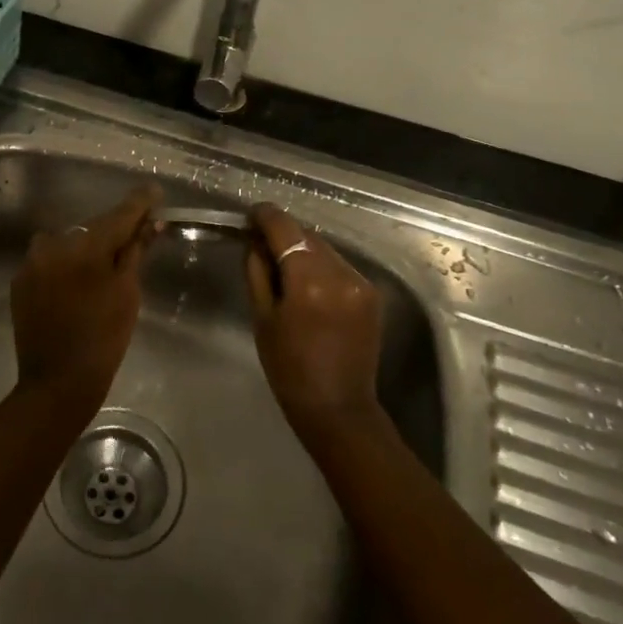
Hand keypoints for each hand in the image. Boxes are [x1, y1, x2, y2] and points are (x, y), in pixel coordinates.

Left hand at [11, 185, 162, 410]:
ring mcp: (32, 262)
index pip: (118, 215)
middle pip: (91, 228)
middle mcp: (54, 244)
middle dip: (112, 231)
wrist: (57, 383)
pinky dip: (65, 264)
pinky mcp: (20, 281)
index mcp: (85, 246)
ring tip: (100, 267)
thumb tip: (149, 224)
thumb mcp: (127, 293)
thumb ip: (134, 252)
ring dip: (85, 247)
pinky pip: (49, 260)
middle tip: (134, 237)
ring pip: (67, 242)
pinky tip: (76, 284)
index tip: (153, 190)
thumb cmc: (103, 339)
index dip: (139, 203)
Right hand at [244, 203, 382, 433]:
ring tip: (285, 266)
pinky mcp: (371, 293)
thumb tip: (255, 242)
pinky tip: (310, 285)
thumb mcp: (262, 318)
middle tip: (262, 244)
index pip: (285, 229)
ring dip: (304, 250)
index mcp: (308, 281)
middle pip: (307, 235)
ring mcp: (360, 282)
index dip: (265, 216)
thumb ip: (258, 272)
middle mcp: (339, 273)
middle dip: (284, 235)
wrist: (338, 408)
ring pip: (325, 249)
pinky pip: (340, 266)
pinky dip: (322, 267)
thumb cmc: (289, 368)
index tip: (251, 215)